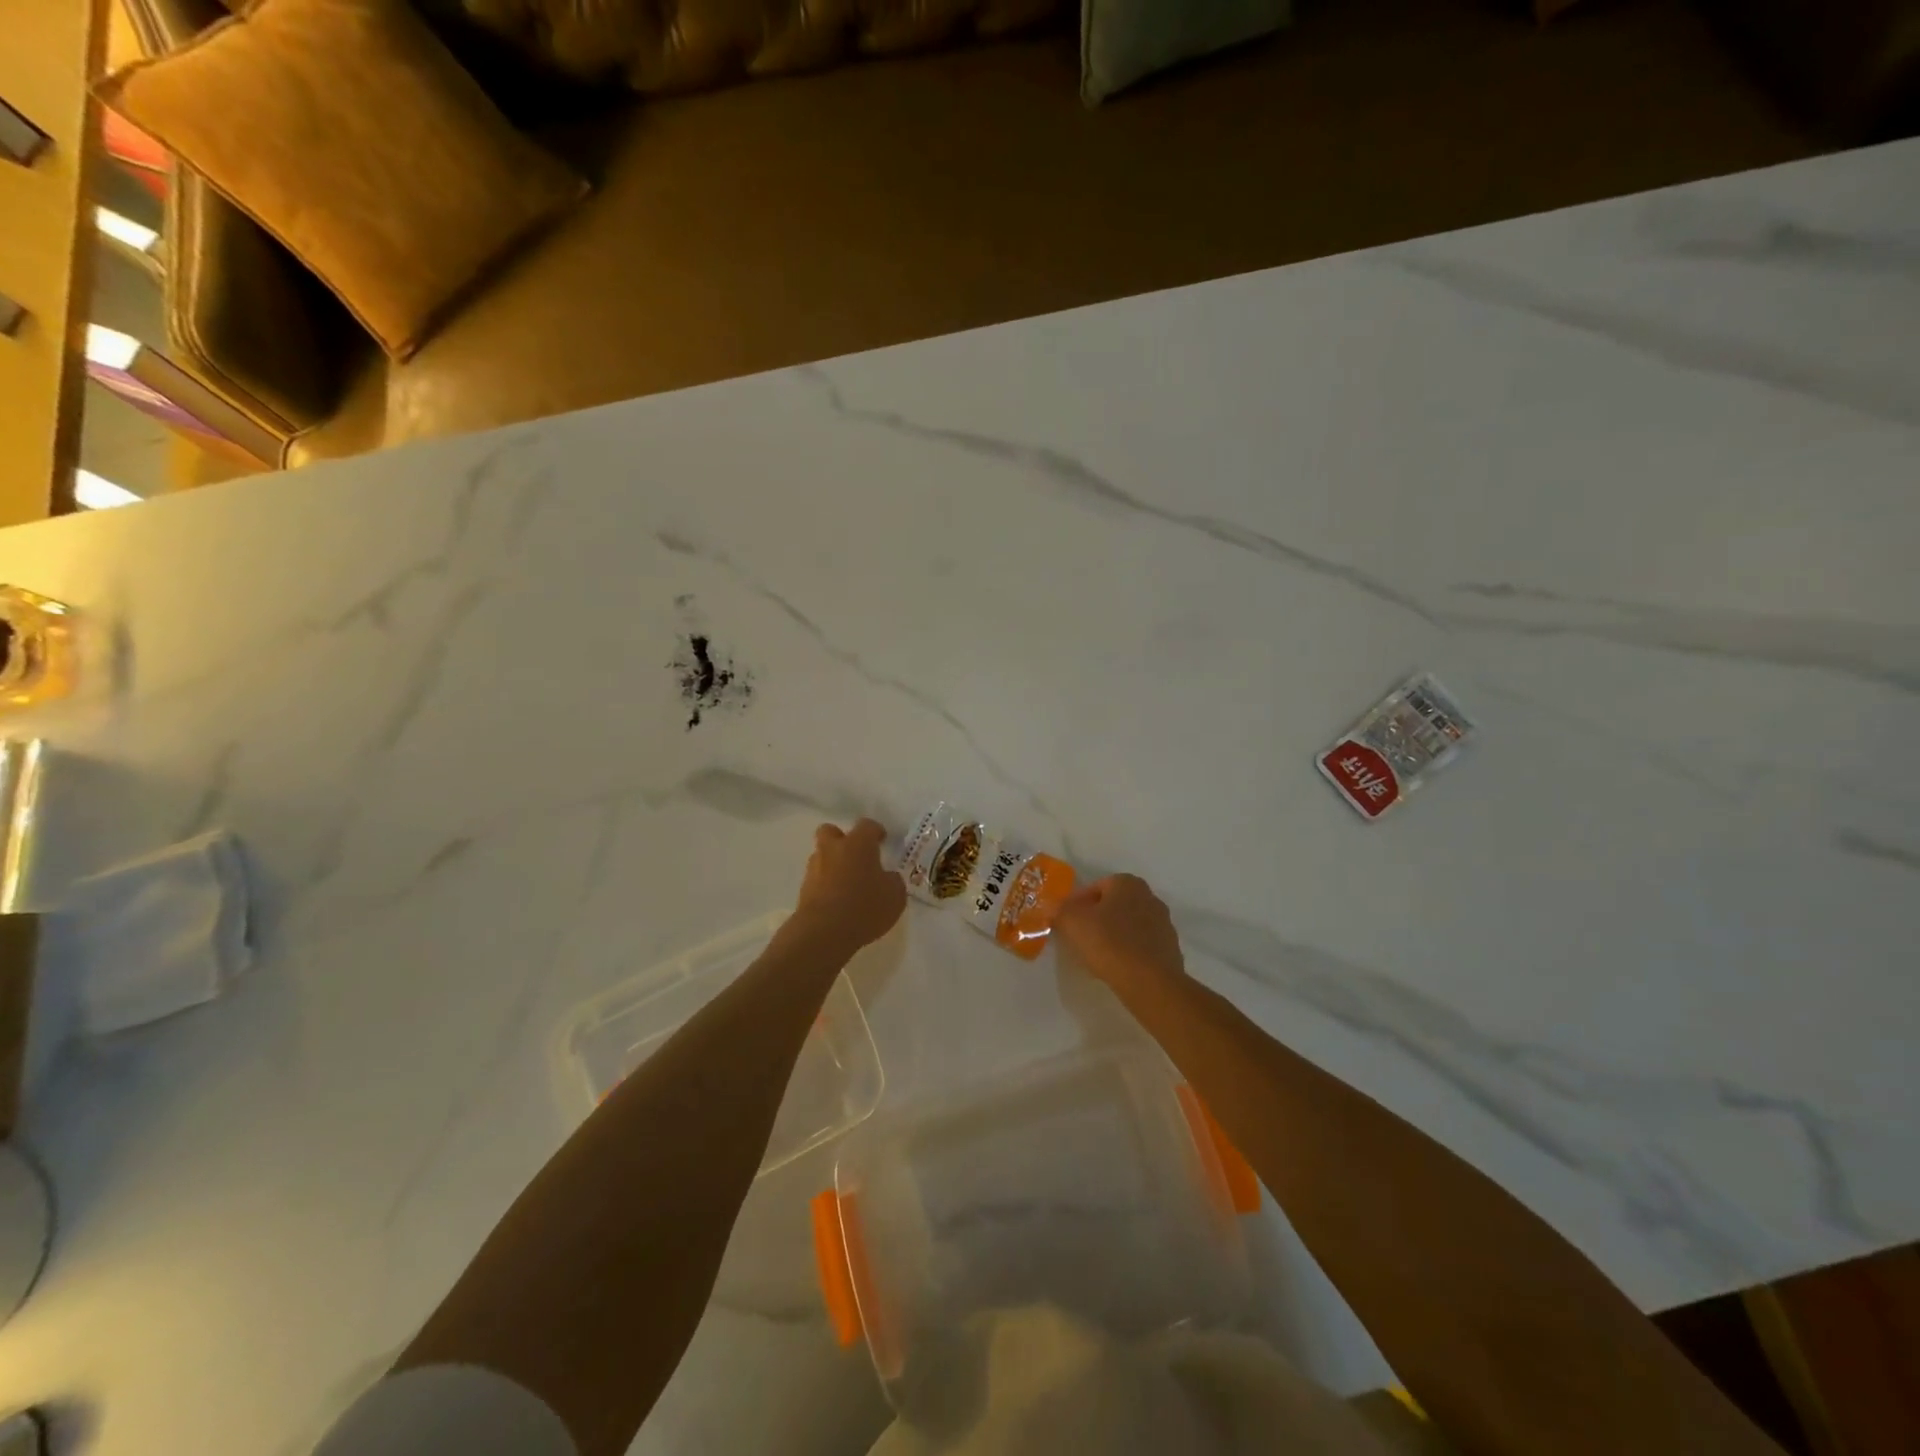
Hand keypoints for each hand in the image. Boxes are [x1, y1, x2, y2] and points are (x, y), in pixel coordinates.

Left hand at [792, 819, 905, 954]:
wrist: (824, 933)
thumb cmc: (865, 907)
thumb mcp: (895, 896)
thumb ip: (893, 881)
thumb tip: (887, 877)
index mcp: (858, 844)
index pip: (867, 825)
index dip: (876, 832)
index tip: (882, 841)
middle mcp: (833, 849)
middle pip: (831, 831)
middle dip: (842, 839)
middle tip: (856, 856)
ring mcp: (814, 868)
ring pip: (822, 856)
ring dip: (833, 864)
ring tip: (848, 884)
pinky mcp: (803, 889)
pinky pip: (817, 879)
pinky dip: (826, 885)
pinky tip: (838, 901)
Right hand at [1051, 874, 1185, 997]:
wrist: (1150, 982)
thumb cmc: (1109, 942)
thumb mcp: (1072, 922)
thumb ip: (1059, 910)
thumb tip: (1053, 909)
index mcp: (1128, 883)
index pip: (1095, 887)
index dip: (1077, 903)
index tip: (1066, 921)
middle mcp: (1150, 897)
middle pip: (1114, 905)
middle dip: (1097, 918)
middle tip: (1079, 936)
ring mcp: (1164, 924)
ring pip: (1129, 926)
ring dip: (1113, 935)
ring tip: (1097, 955)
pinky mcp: (1170, 950)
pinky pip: (1141, 946)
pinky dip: (1128, 952)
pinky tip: (1117, 967)